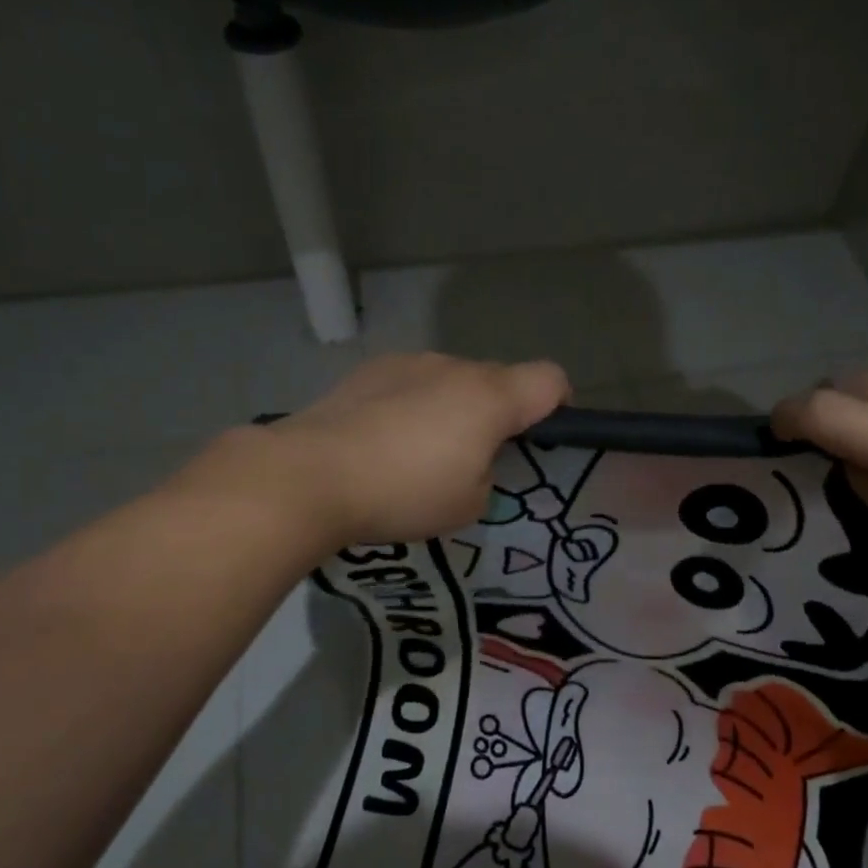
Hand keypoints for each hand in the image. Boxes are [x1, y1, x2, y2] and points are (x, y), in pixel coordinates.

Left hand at [213, 352, 569, 548]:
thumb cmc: (403, 493)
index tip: (539, 439)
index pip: (551, 380)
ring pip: (451, 381)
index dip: (557, 406)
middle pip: (498, 380)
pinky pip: (411, 383)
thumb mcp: (468, 504)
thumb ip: (488, 473)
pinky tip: (381, 441)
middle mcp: (455, 367)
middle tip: (471, 462)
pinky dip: (411, 405)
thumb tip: (471, 457)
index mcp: (491, 397)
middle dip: (497, 414)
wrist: (310, 475)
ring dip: (451, 408)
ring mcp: (409, 362)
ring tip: (417, 454)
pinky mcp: (369, 370)